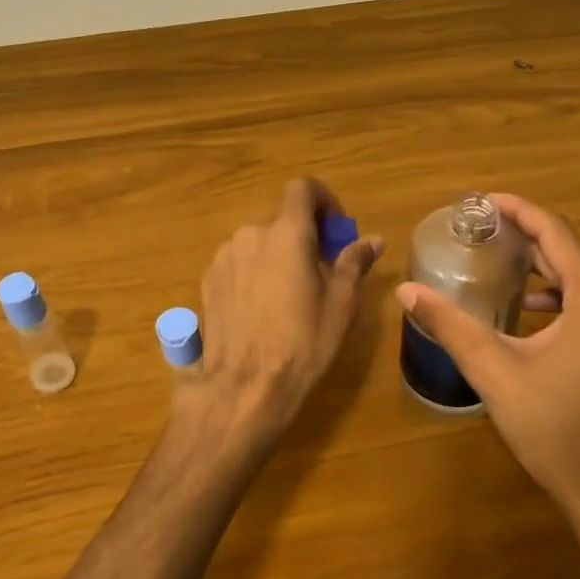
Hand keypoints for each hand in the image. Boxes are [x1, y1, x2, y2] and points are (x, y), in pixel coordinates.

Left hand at [187, 179, 383, 452]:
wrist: (242, 388)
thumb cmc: (301, 345)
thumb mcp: (340, 306)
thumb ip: (353, 263)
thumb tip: (372, 240)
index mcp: (286, 234)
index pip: (303, 189)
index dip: (323, 201)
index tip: (336, 231)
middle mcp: (250, 235)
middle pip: (281, 221)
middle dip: (303, 239)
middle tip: (320, 274)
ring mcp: (223, 258)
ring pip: (258, 243)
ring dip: (277, 257)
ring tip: (289, 298)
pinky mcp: (207, 281)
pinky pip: (238, 264)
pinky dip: (254, 273)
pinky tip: (261, 311)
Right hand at [395, 194, 579, 528]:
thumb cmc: (553, 428)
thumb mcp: (494, 371)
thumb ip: (450, 324)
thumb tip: (405, 290)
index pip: (556, 234)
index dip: (520, 211)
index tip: (484, 200)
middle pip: (570, 253)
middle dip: (526, 237)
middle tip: (481, 229)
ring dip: (541, 267)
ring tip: (497, 262)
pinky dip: (558, 295)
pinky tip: (526, 309)